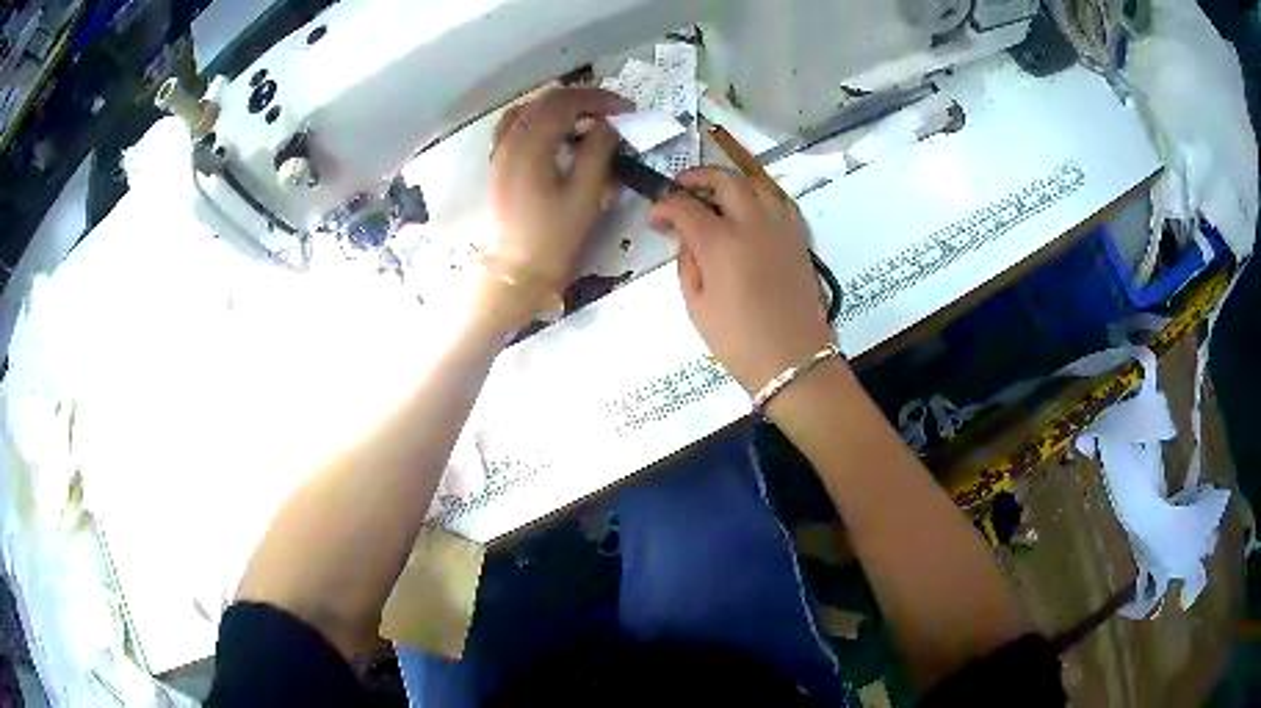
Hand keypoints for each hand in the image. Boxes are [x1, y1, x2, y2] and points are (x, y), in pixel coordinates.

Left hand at [478, 87, 630, 328]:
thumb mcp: (585, 194)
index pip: (565, 103)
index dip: (598, 99)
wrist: (517, 269)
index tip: (626, 108)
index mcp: (530, 145)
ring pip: (528, 109)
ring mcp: (500, 150)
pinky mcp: (498, 163)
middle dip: (582, 99)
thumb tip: (609, 125)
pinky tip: (554, 130)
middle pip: (546, 101)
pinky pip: (515, 124)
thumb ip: (598, 151)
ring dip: (559, 106)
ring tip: (586, 117)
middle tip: (612, 110)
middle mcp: (510, 140)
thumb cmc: (554, 236)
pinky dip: (537, 117)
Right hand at [649, 167, 835, 393]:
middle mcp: (752, 224)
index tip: (655, 218)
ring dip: (731, 182)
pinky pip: (779, 200)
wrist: (792, 359)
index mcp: (721, 243)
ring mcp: (780, 227)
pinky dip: (760, 195)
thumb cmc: (738, 340)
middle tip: (681, 188)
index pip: (685, 207)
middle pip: (724, 180)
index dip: (665, 207)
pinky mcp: (798, 237)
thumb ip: (687, 263)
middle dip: (697, 177)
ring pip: (755, 182)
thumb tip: (684, 236)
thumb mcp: (697, 305)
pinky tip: (750, 209)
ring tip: (716, 194)